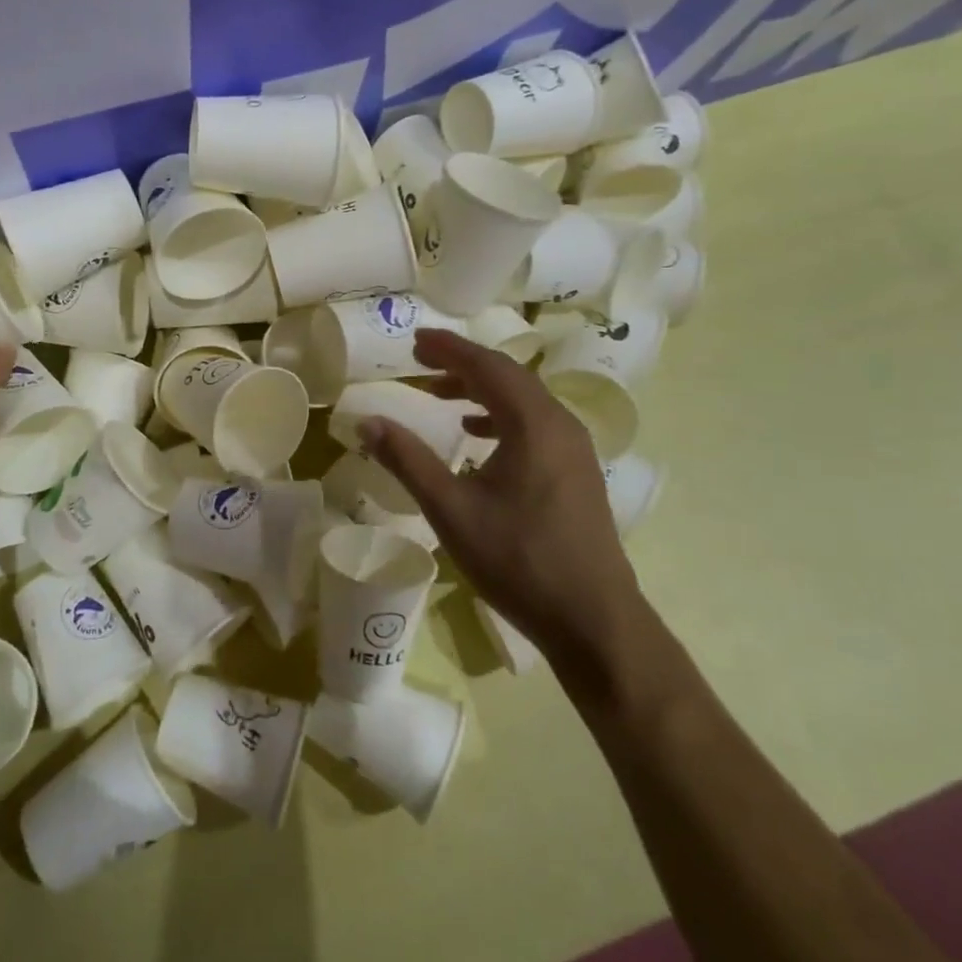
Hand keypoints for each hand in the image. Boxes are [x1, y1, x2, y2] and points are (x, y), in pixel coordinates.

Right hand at [357, 328, 642, 664]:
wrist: (594, 621)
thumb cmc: (519, 560)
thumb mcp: (451, 509)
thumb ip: (407, 460)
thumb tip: (368, 421)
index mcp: (534, 423)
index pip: (487, 366)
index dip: (448, 349)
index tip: (415, 339)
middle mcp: (560, 424)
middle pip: (508, 376)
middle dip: (462, 364)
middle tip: (422, 360)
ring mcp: (574, 449)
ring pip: (523, 400)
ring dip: (481, 389)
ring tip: (440, 394)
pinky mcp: (577, 472)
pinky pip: (535, 423)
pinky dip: (500, 416)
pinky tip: (477, 435)